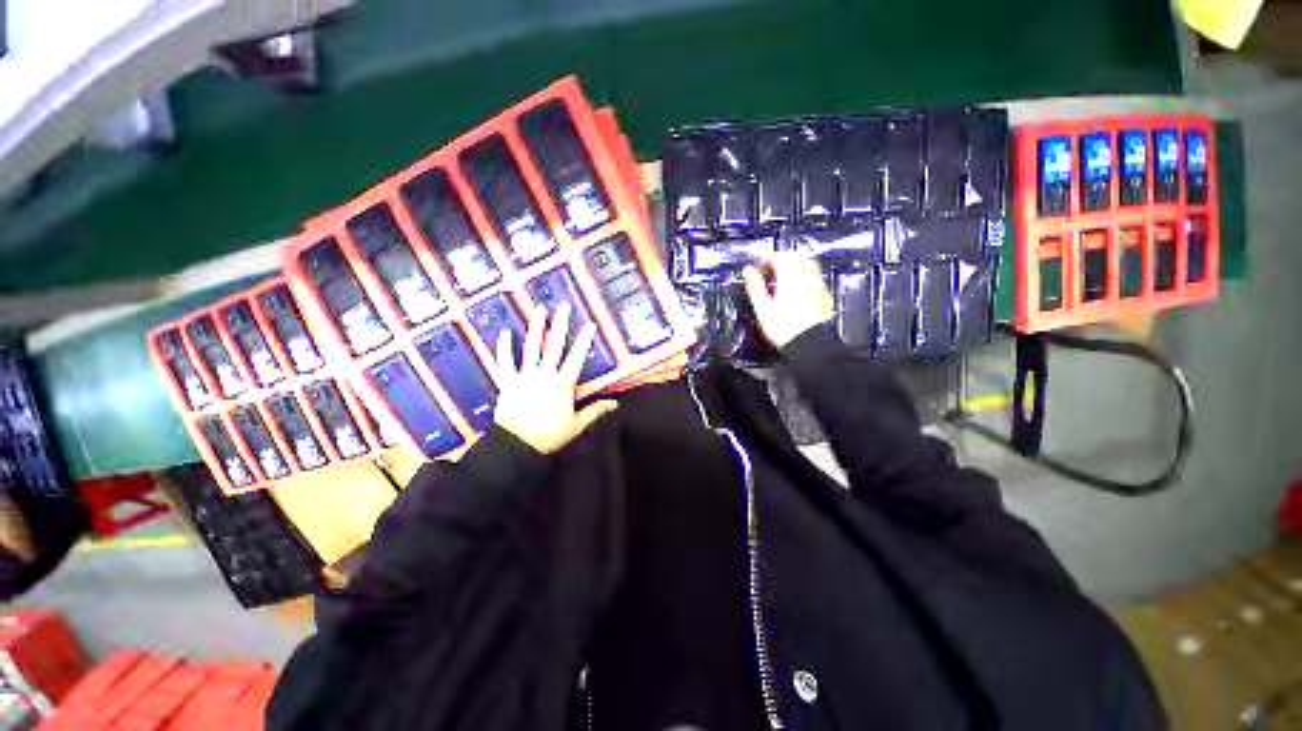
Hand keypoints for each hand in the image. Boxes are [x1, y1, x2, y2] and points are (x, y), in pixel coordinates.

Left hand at [492, 302, 617, 453]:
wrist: (518, 445)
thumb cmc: (550, 435)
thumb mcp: (577, 425)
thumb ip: (595, 411)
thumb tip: (615, 404)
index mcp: (563, 384)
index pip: (576, 357)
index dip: (584, 340)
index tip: (590, 324)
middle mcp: (545, 374)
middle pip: (554, 345)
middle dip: (560, 324)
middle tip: (563, 306)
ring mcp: (524, 376)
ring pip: (531, 347)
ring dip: (536, 328)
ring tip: (539, 310)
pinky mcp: (508, 382)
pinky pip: (505, 361)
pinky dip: (504, 347)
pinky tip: (505, 332)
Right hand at [742, 252, 834, 347]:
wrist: (808, 345)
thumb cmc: (785, 330)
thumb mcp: (763, 309)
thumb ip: (755, 287)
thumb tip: (748, 272)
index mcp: (789, 278)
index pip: (777, 257)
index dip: (765, 256)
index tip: (758, 260)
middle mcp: (805, 278)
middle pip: (794, 257)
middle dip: (780, 257)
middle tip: (769, 264)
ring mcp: (816, 286)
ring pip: (805, 265)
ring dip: (792, 264)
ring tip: (781, 273)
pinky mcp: (822, 295)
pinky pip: (812, 277)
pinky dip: (802, 275)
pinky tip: (795, 286)